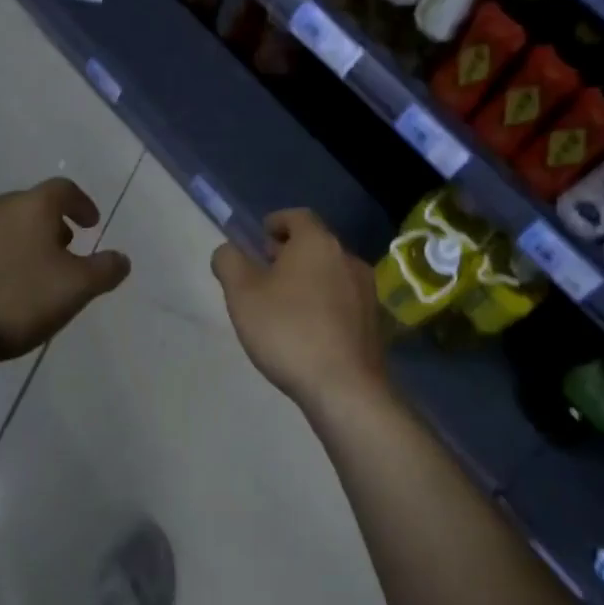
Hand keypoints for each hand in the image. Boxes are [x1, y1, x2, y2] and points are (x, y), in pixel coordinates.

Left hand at [0, 178, 130, 365]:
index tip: (92, 224)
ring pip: (7, 224)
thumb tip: (121, 258)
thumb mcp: (74, 289)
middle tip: (67, 251)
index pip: (64, 190)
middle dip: (54, 224)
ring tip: (35, 273)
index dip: (83, 204)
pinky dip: (1, 256)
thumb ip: (104, 270)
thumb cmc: (13, 300)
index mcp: (32, 206)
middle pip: (33, 205)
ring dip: (27, 241)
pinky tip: (1, 288)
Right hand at [211, 209, 387, 408]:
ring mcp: (366, 291)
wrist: (344, 388)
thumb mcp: (242, 294)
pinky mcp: (374, 322)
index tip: (260, 238)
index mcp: (318, 243)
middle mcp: (348, 258)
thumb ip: (229, 262)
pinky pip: (343, 300)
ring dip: (308, 279)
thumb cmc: (288, 331)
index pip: (298, 216)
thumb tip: (228, 251)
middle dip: (289, 253)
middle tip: (264, 272)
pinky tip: (308, 329)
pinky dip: (324, 303)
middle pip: (316, 244)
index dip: (276, 222)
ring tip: (284, 304)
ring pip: (331, 273)